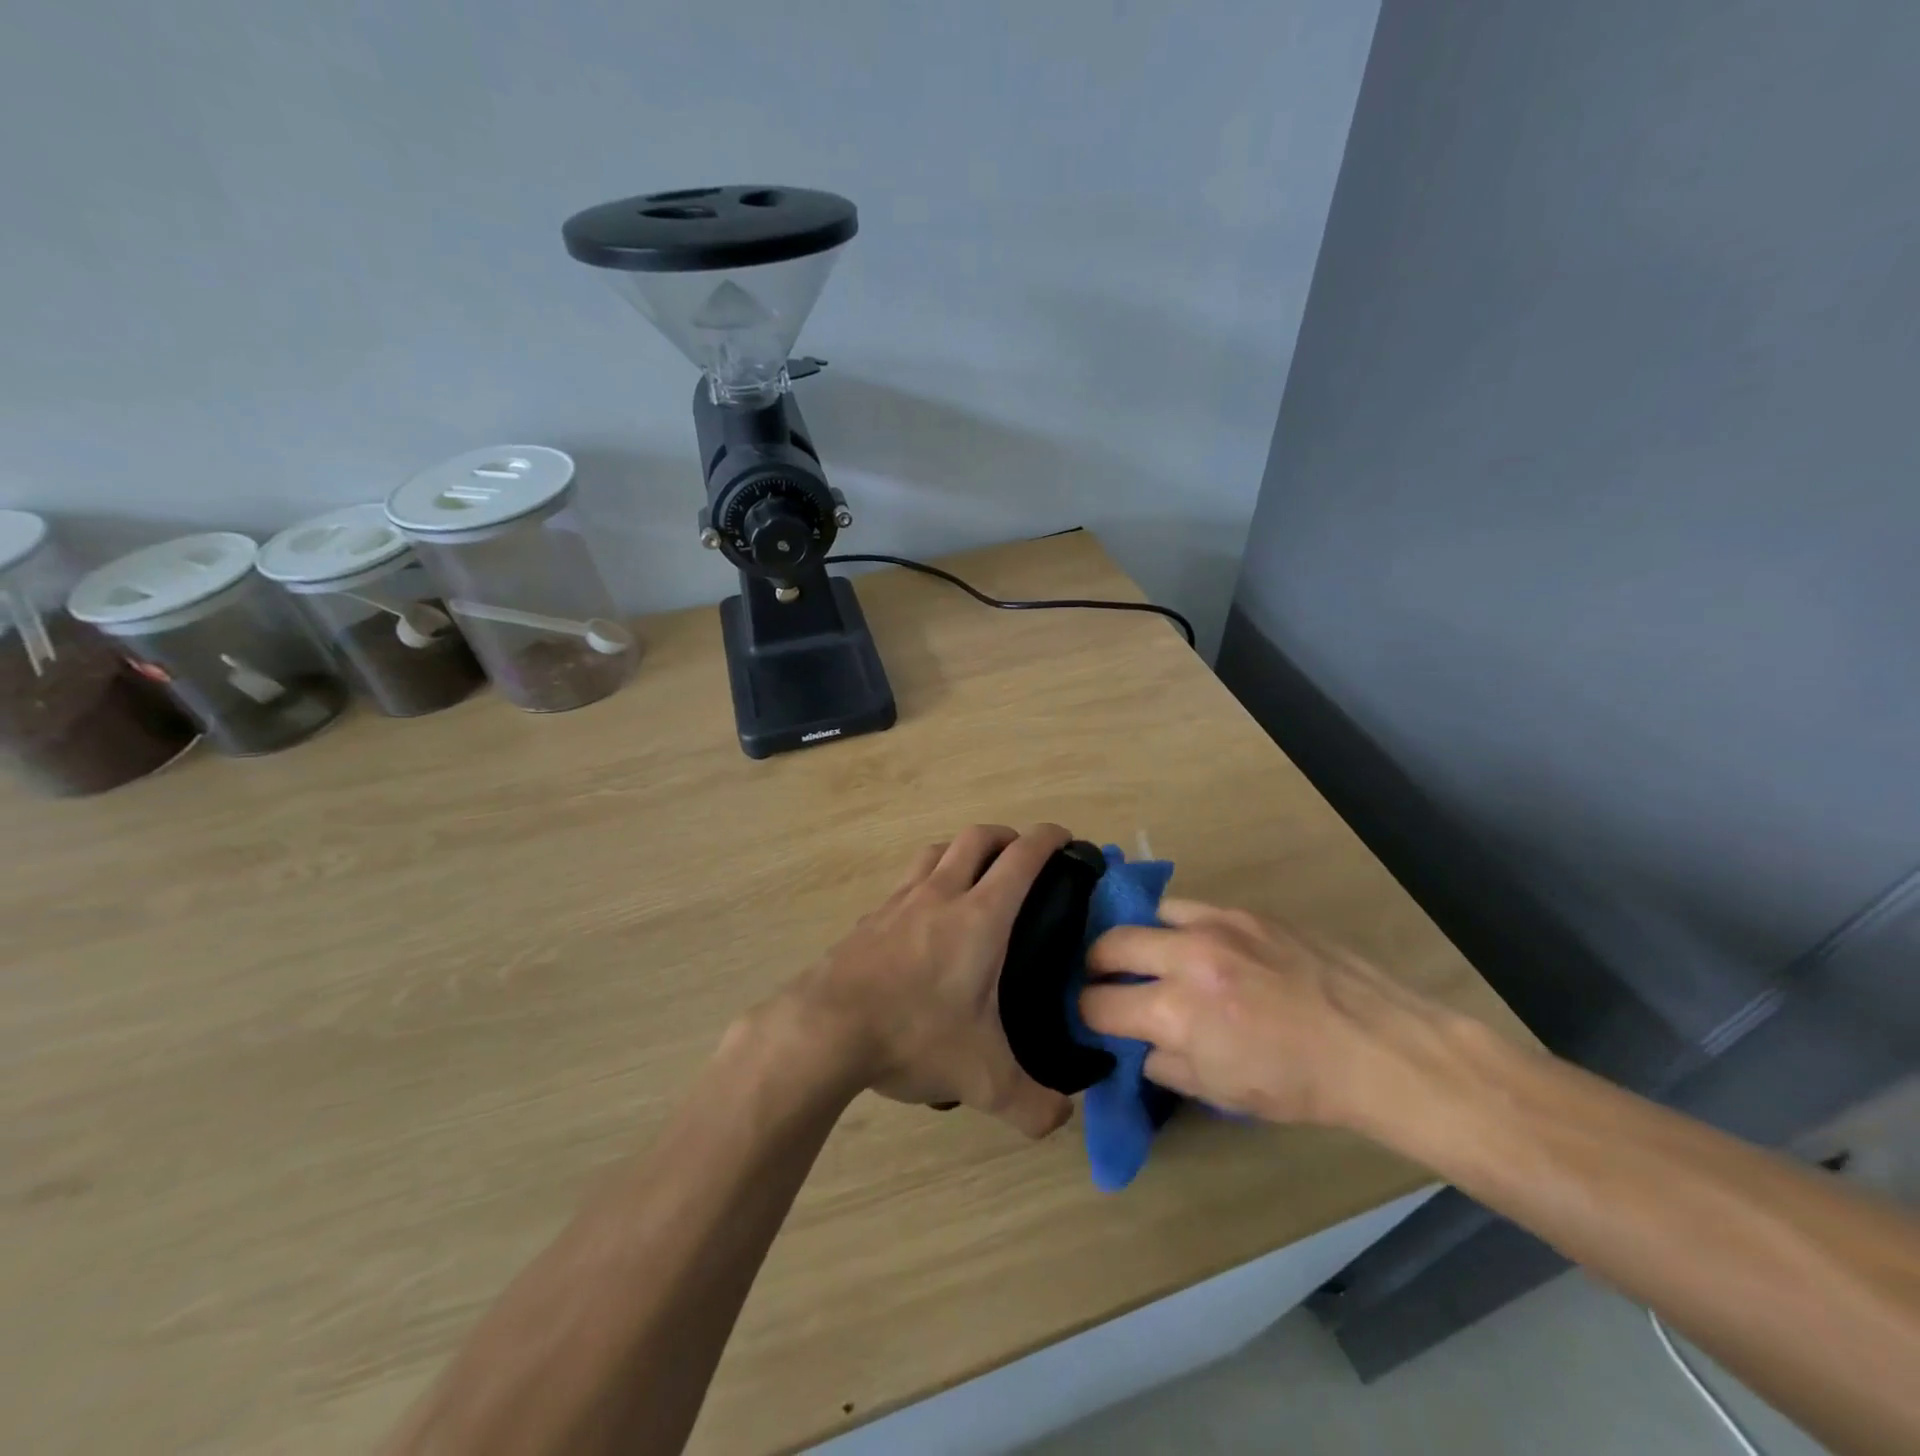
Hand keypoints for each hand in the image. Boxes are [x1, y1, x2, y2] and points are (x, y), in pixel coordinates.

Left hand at [778, 824, 1075, 1139]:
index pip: (1022, 857)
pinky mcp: (868, 918)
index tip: (1066, 838)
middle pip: (976, 837)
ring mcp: (899, 902)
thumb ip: (1031, 1104)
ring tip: (974, 876)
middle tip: (1022, 858)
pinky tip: (922, 919)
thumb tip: (1062, 1118)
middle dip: (1006, 836)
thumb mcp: (982, 1080)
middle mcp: (940, 894)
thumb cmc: (913, 1036)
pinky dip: (924, 883)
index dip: (1049, 838)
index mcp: (980, 917)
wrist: (823, 1030)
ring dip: (961, 851)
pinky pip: (904, 883)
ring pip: (936, 851)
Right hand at [1079, 900, 1453, 1129]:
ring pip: (1145, 915)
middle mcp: (1184, 957)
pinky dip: (1176, 927)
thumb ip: (1165, 1065)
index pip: (1098, 1004)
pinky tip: (1193, 946)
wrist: (1374, 1045)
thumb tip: (1139, 1044)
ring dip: (1136, 939)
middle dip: (1094, 967)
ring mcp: (1215, 925)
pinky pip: (1188, 909)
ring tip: (1147, 957)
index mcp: (1176, 1012)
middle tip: (1104, 982)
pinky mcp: (1243, 910)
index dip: (1087, 1016)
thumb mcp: (1221, 1093)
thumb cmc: (1298, 1084)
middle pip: (1107, 945)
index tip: (1092, 1020)